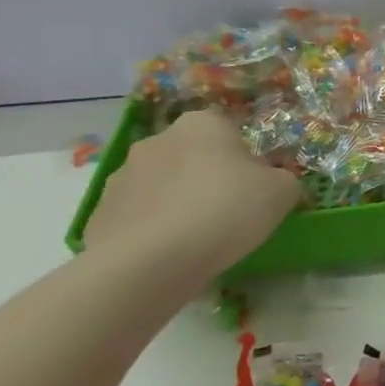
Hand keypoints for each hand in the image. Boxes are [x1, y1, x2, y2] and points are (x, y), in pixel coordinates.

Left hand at [86, 110, 298, 276]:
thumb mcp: (283, 191)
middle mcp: (158, 140)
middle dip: (209, 179)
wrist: (151, 261)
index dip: (246, 161)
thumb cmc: (227, 210)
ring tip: (198, 240)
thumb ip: (283, 179)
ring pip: (164, 186)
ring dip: (179, 203)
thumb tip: (272, 182)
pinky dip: (154, 230)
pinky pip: (139, 217)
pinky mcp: (101, 213)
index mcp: (202, 124)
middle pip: (194, 157)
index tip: (254, 189)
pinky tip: (169, 255)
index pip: (230, 132)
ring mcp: (122, 176)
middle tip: (230, 214)